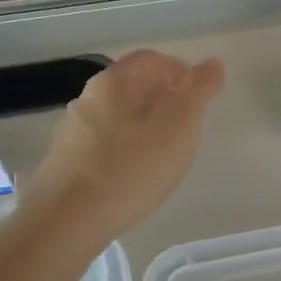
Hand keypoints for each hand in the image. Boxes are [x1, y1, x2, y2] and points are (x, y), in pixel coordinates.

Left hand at [19, 49, 224, 239]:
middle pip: (134, 86)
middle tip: (188, 127)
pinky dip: (126, 148)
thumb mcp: (181, 126)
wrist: (67, 220)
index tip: (201, 99)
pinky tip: (135, 174)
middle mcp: (90, 96)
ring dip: (144, 125)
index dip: (182, 73)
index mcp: (117, 80)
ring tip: (165, 154)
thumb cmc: (133, 167)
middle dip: (164, 100)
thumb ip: (200, 91)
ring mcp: (74, 129)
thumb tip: (213, 63)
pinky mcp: (67, 160)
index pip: (154, 60)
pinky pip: (105, 142)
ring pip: (119, 115)